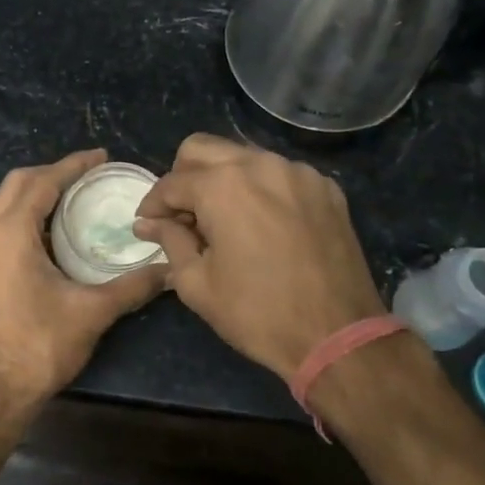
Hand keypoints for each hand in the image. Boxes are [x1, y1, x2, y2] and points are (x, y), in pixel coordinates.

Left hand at [0, 150, 166, 417]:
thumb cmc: (39, 346)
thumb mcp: (92, 312)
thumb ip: (132, 286)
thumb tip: (169, 270)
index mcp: (10, 231)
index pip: (42, 181)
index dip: (73, 165)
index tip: (100, 156)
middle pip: (14, 184)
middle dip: (48, 174)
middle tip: (83, 179)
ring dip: (25, 194)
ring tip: (59, 203)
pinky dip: (10, 218)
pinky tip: (34, 240)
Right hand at [134, 134, 386, 380]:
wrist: (338, 335)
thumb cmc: (257, 313)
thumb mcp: (197, 283)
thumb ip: (170, 241)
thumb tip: (148, 223)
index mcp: (222, 186)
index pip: (171, 182)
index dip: (152, 204)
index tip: (147, 225)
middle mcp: (260, 164)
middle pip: (203, 149)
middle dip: (183, 177)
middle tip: (181, 215)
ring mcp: (298, 173)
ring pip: (244, 156)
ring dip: (222, 179)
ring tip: (221, 220)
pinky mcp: (326, 188)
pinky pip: (280, 174)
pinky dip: (261, 189)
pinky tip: (261, 223)